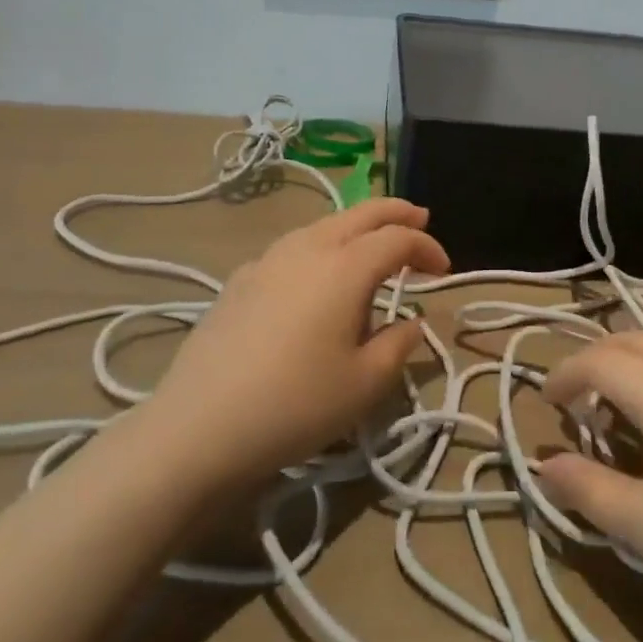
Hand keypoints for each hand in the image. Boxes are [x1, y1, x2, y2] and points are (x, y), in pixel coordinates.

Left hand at [141, 198, 447, 491]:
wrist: (198, 427)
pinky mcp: (240, 280)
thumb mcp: (364, 384)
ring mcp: (268, 260)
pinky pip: (293, 248)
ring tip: (371, 246)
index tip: (444, 272)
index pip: (397, 239)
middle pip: (360, 213)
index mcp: (344, 267)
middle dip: (395, 213)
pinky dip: (320, 247)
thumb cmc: (294, 405)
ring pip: (323, 225)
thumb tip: (411, 323)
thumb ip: (398, 345)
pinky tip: (315, 277)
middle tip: (420, 219)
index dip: (427, 248)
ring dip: (355, 227)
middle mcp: (307, 248)